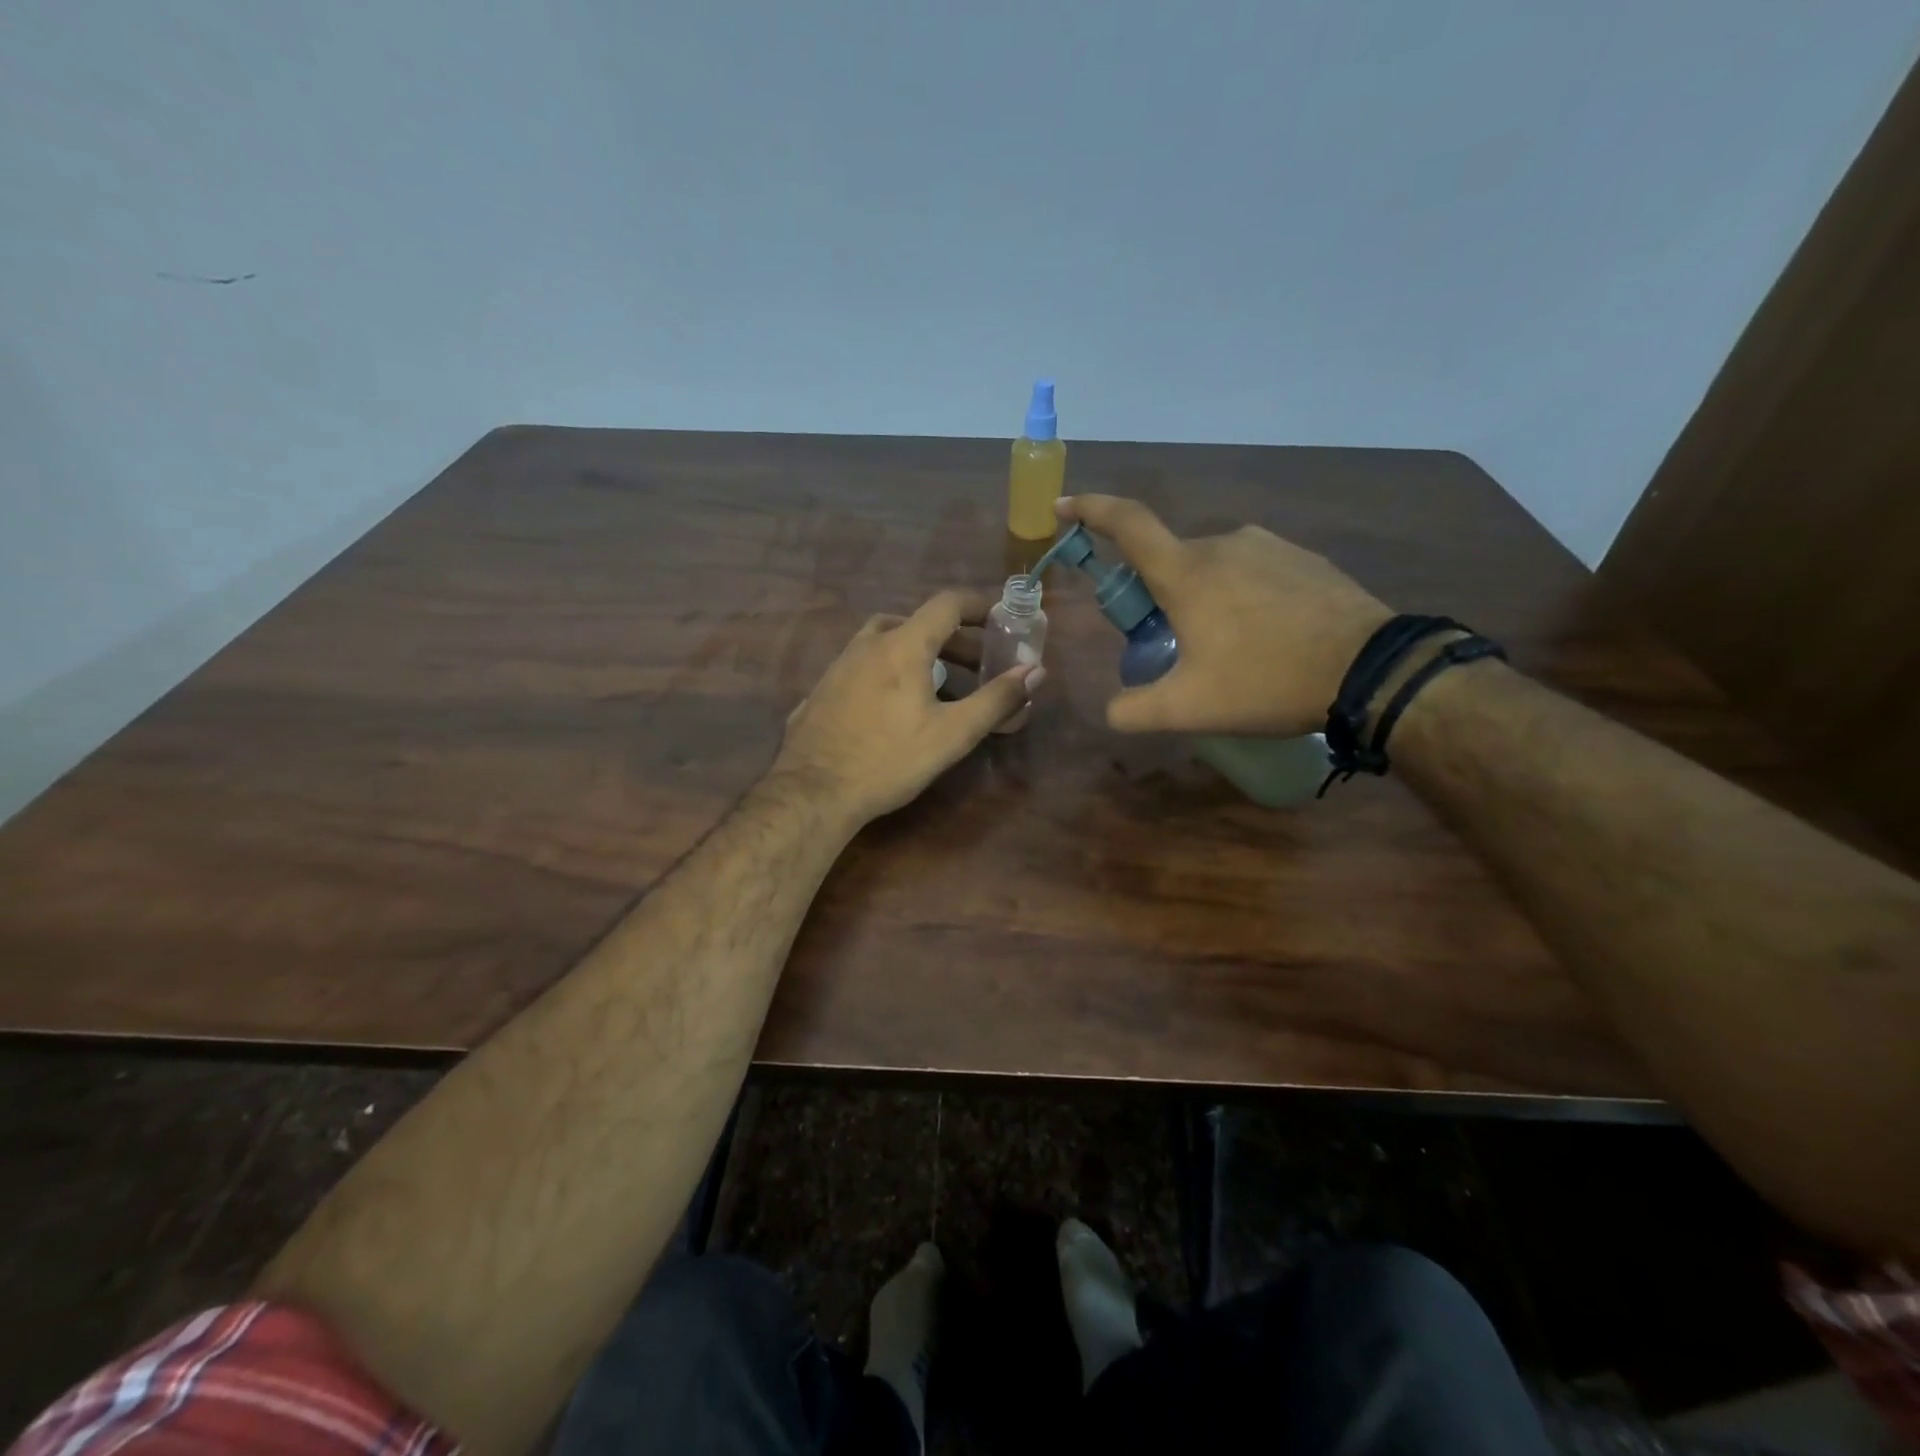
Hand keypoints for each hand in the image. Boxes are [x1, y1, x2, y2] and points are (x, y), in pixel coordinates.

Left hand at [773, 590, 1041, 823]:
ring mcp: (838, 666)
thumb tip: (1036, 671)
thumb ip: (996, 699)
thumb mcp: (953, 733)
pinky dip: (887, 671)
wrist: (813, 792)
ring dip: (917, 652)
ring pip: (884, 642)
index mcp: (902, 646)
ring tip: (936, 684)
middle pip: (915, 622)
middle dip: (952, 638)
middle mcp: (867, 645)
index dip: (976, 605)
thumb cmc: (889, 759)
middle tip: (976, 664)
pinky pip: (863, 667)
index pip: (945, 604)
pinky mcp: (821, 691)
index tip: (998, 618)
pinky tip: (892, 706)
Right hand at [1057, 495, 1392, 736]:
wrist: (1369, 670)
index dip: (1090, 509)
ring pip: (1211, 567)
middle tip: (1168, 645)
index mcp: (1186, 572)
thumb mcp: (1189, 709)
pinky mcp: (1302, 558)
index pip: (1127, 523)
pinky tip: (1262, 637)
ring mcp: (1267, 545)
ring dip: (1200, 598)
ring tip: (1223, 649)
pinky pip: (1251, 571)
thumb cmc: (1267, 680)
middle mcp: (1223, 543)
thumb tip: (1112, 710)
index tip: (1063, 507)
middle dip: (1156, 595)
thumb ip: (1135, 711)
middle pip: (1168, 560)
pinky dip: (1240, 596)